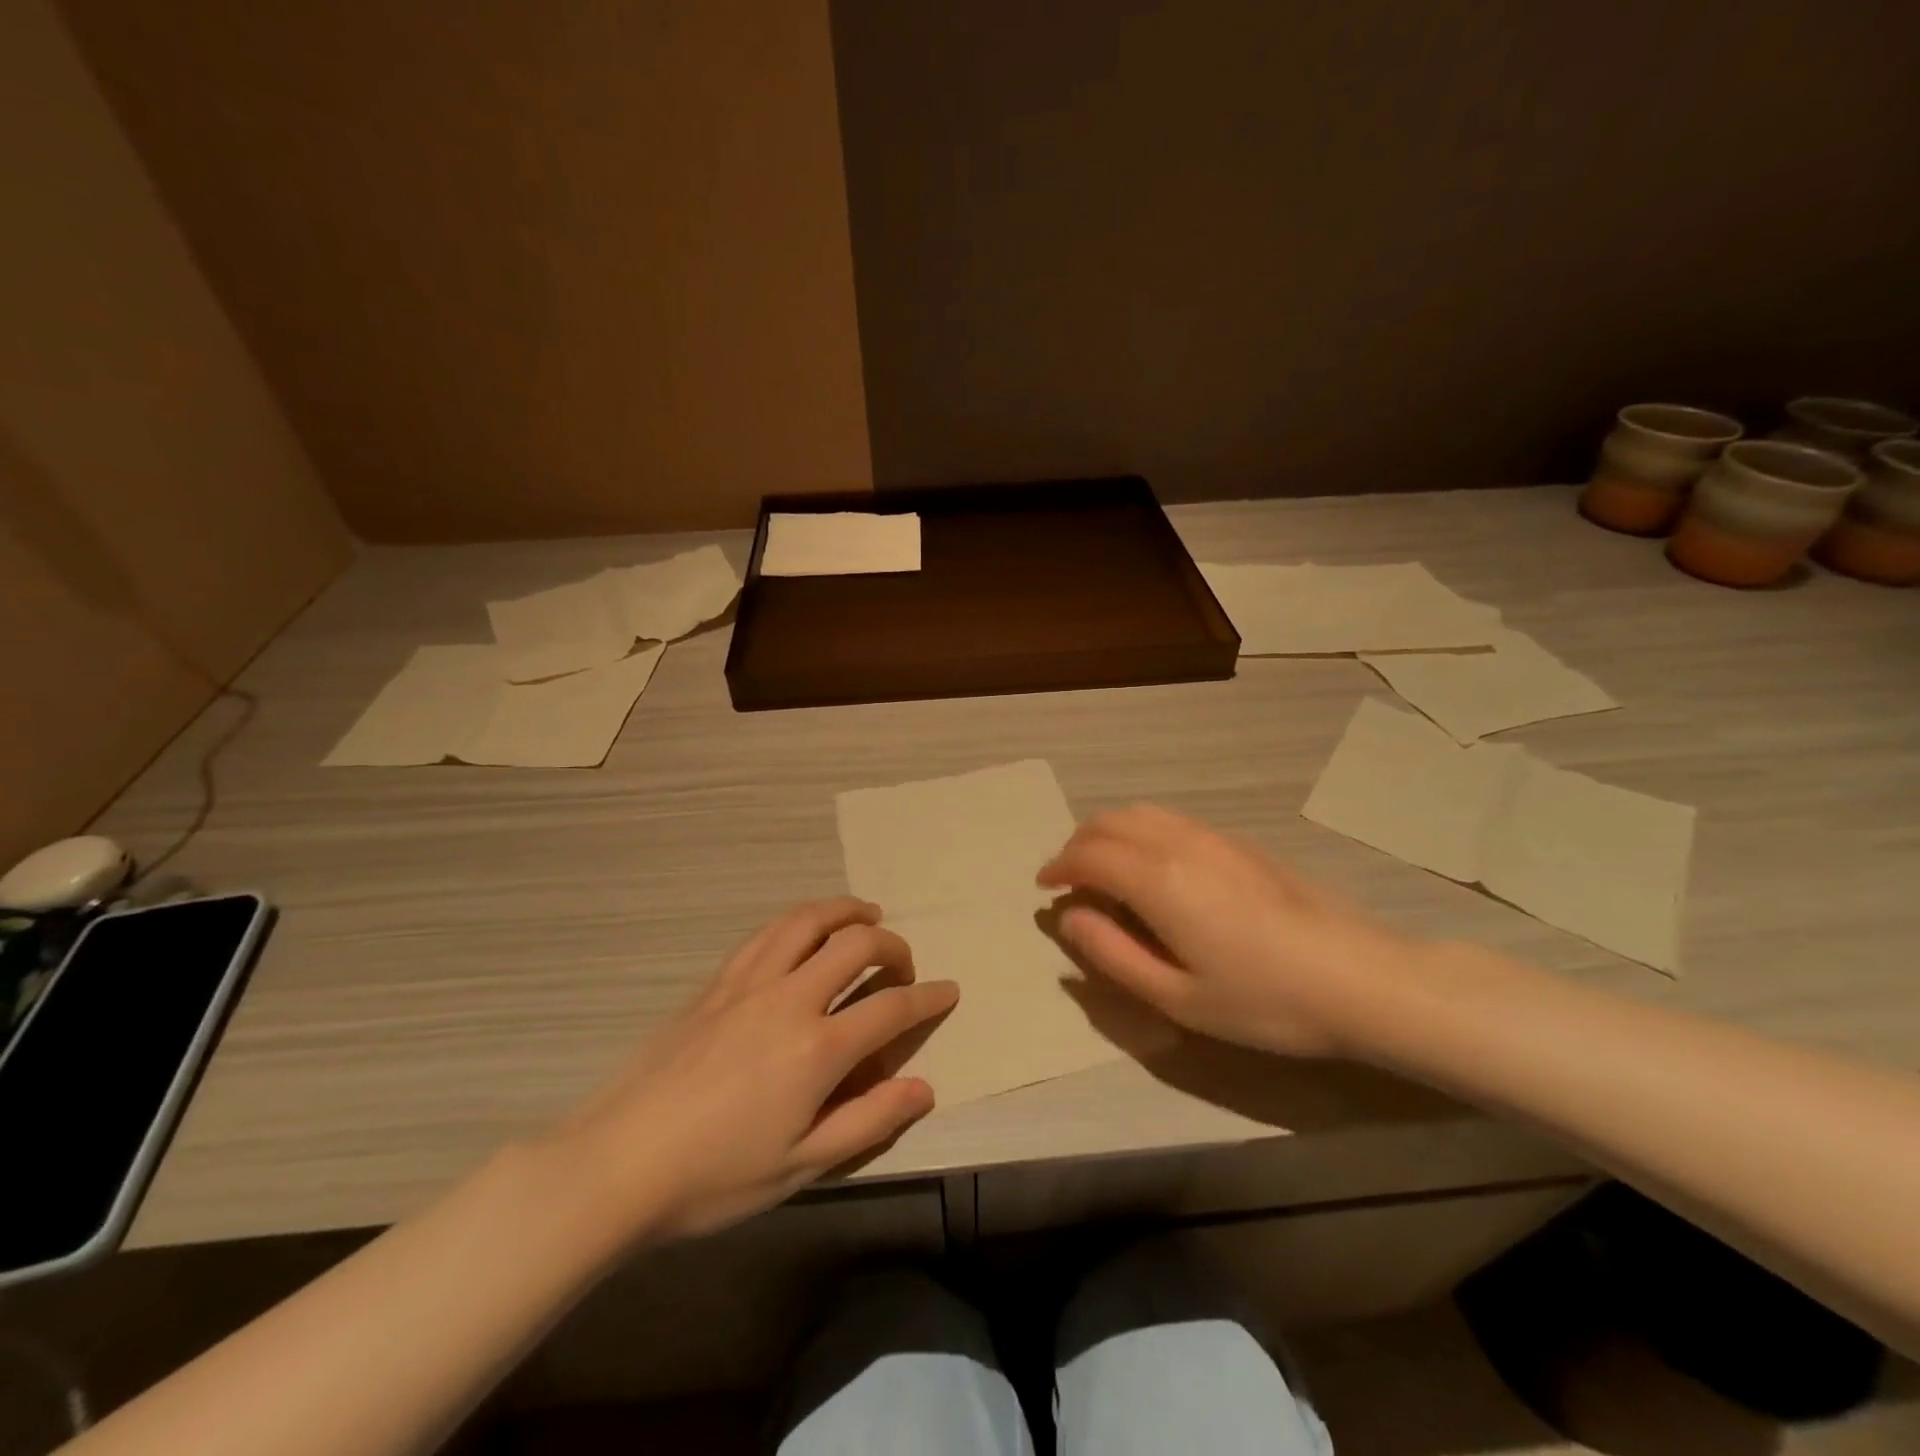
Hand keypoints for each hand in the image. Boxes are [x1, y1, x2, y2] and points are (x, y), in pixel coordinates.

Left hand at [549, 898, 956, 1243]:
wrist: (617, 1163)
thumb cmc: (715, 1176)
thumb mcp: (801, 1165)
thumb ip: (868, 1120)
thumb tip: (924, 1087)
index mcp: (818, 1048)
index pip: (891, 1007)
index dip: (929, 997)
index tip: (949, 992)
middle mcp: (789, 998)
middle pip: (856, 944)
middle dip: (893, 946)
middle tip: (903, 964)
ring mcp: (749, 982)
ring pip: (808, 920)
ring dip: (846, 911)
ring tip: (865, 916)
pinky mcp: (716, 981)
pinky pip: (768, 932)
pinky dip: (800, 920)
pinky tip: (804, 931)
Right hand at [1038, 806, 1432, 1059]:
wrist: (1360, 978)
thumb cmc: (1264, 1000)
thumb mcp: (1177, 998)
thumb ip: (1113, 955)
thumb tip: (1071, 919)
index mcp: (1158, 880)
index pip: (1089, 855)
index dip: (1059, 867)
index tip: (1045, 887)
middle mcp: (1180, 843)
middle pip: (1111, 821)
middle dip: (1079, 842)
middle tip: (1068, 876)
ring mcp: (1215, 837)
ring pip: (1143, 813)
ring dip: (1110, 830)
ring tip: (1104, 865)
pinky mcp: (1241, 842)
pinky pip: (1173, 819)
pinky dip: (1142, 830)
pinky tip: (1154, 863)